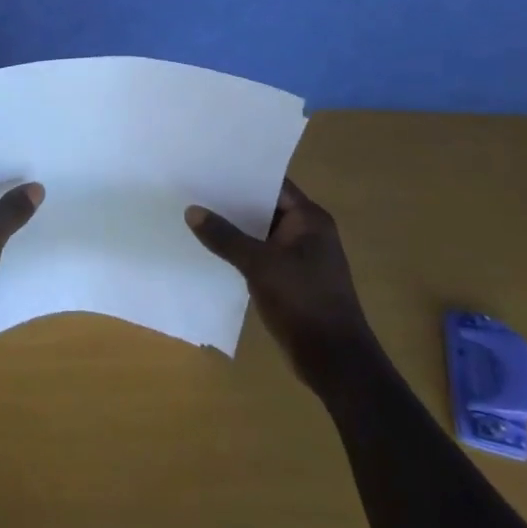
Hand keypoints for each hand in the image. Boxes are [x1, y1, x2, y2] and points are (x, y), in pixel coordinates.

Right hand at [186, 178, 373, 391]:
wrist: (334, 361)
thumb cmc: (303, 301)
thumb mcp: (259, 265)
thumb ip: (225, 237)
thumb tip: (192, 210)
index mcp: (309, 219)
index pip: (272, 184)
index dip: (242, 175)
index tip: (209, 166)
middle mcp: (308, 232)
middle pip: (265, 207)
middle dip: (233, 202)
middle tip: (194, 188)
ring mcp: (300, 258)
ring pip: (261, 233)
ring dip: (235, 229)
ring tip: (196, 214)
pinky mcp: (291, 281)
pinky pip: (261, 256)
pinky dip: (241, 252)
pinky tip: (212, 250)